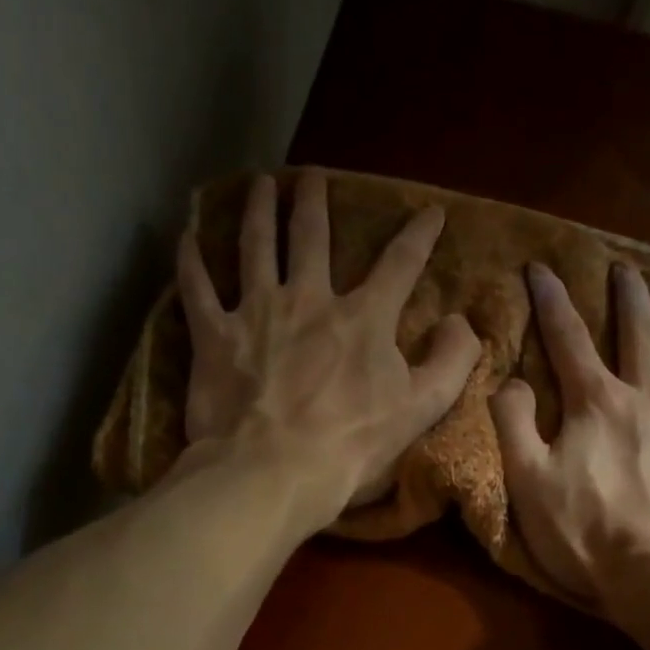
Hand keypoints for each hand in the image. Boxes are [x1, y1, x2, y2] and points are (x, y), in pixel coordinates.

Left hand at [176, 168, 479, 522]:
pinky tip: (186, 235)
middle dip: (315, 202)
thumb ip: (450, 362)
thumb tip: (462, 323)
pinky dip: (190, 259)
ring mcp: (256, 313)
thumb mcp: (420, 410)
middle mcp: (308, 299)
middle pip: (312, 237)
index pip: (399, 265)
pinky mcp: (214, 337)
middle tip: (312, 176)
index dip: (418, 235)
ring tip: (261, 183)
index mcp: (363, 319)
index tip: (430, 211)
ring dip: (259, 211)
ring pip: (256, 246)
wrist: (274, 472)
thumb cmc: (352, 447)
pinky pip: (196, 287)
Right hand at [490, 262, 649, 608]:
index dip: (551, 301)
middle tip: (624, 268)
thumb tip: (509, 380)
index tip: (541, 266)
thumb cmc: (589, 535)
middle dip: (627, 297)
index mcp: (597, 404)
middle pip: (638, 333)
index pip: (568, 340)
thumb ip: (514, 426)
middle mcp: (649, 397)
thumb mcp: (529, 484)